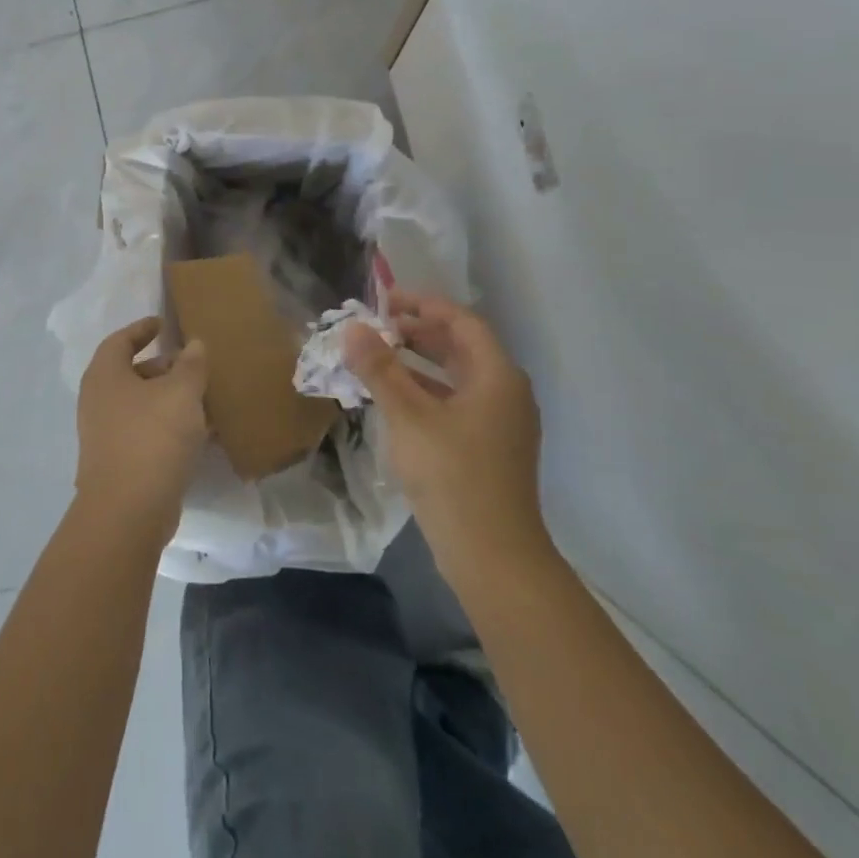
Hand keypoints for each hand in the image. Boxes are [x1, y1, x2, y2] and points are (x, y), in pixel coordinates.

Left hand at [74, 317, 209, 548]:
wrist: (128, 511)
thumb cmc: (152, 437)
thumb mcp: (181, 392)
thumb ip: (191, 364)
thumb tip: (194, 345)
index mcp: (105, 375)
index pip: (120, 340)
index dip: (141, 329)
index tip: (162, 324)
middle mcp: (98, 401)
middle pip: (130, 373)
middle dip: (162, 367)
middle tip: (191, 365)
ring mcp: (104, 435)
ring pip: (140, 406)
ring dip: (168, 400)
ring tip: (202, 399)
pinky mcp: (118, 463)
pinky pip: (145, 433)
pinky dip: (167, 426)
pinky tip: (197, 434)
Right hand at [345, 293, 555, 591]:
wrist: (492, 555)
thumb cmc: (452, 475)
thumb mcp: (408, 416)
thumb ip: (380, 369)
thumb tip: (353, 328)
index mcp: (497, 376)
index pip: (461, 322)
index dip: (423, 305)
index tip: (385, 302)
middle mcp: (506, 393)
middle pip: (461, 348)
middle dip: (418, 334)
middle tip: (376, 329)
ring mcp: (500, 424)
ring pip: (456, 379)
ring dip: (418, 365)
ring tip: (377, 360)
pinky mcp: (489, 450)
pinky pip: (456, 405)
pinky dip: (425, 394)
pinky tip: (394, 403)